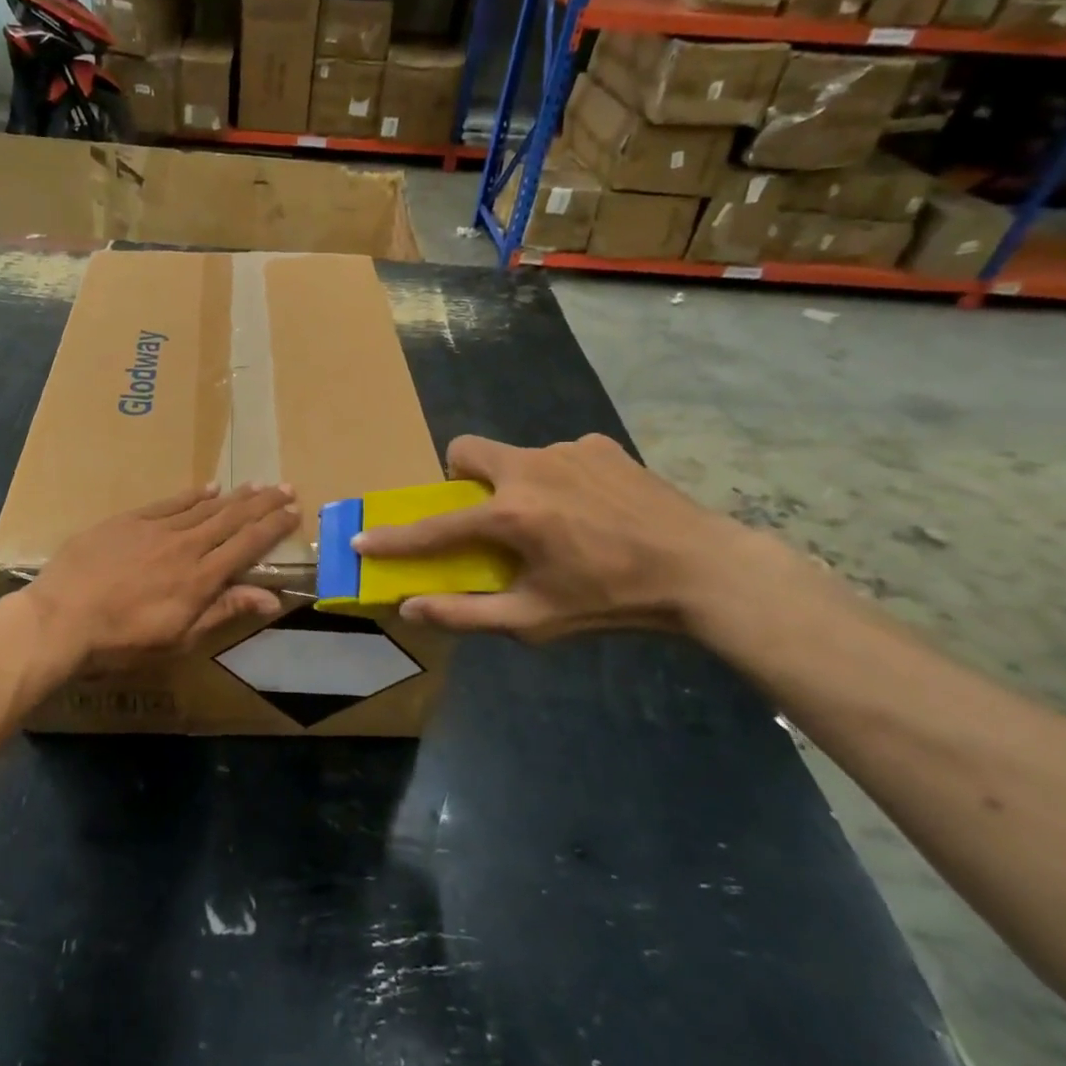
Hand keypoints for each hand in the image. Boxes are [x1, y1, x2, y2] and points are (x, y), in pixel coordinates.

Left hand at [21, 483, 300, 677]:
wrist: (60, 618)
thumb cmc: (121, 641)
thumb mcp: (178, 639)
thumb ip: (223, 611)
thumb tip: (271, 598)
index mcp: (201, 577)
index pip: (247, 545)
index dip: (273, 527)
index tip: (293, 512)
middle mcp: (185, 545)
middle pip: (232, 519)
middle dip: (262, 503)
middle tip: (285, 487)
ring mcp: (156, 529)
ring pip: (204, 507)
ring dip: (233, 496)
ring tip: (256, 485)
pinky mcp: (128, 521)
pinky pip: (169, 502)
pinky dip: (192, 495)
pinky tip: (208, 488)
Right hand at [353, 433, 740, 641]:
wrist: (703, 569)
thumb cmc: (613, 601)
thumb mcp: (536, 620)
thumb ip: (466, 614)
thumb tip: (411, 606)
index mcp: (512, 515)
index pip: (435, 526)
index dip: (395, 537)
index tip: (362, 537)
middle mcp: (530, 469)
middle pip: (466, 450)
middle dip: (461, 478)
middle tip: (485, 514)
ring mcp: (568, 450)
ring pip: (516, 457)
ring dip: (516, 484)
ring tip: (556, 522)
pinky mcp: (600, 445)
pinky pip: (559, 457)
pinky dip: (559, 480)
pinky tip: (593, 509)